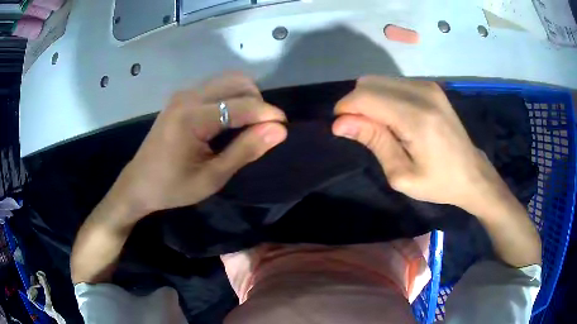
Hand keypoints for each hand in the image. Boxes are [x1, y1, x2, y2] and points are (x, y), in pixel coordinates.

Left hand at [109, 73, 287, 223]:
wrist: (138, 184)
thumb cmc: (173, 187)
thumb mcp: (212, 177)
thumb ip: (245, 150)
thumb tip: (279, 131)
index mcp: (192, 118)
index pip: (241, 106)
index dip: (267, 114)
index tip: (284, 127)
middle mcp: (187, 97)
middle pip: (236, 82)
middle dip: (258, 101)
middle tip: (263, 129)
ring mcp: (183, 94)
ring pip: (226, 81)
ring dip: (245, 97)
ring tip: (249, 125)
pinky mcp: (181, 98)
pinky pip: (215, 87)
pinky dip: (231, 98)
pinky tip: (230, 120)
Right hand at [332, 76, 507, 214]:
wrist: (471, 173)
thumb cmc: (438, 182)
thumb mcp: (401, 174)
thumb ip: (373, 141)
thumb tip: (340, 123)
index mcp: (417, 118)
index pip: (365, 97)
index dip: (346, 109)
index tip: (342, 128)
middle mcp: (422, 93)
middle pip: (369, 83)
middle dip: (356, 104)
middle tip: (364, 132)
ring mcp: (428, 86)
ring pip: (379, 80)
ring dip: (370, 100)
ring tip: (383, 128)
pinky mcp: (431, 87)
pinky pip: (393, 83)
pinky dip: (384, 97)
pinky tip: (395, 118)